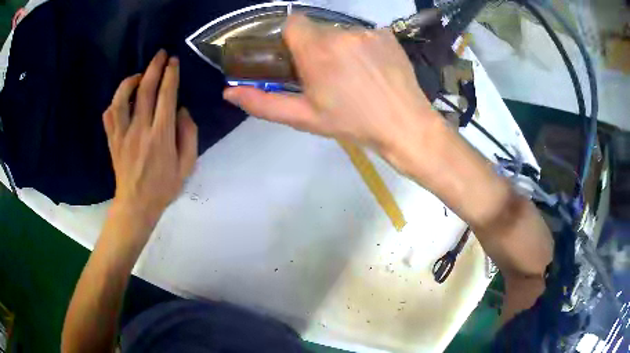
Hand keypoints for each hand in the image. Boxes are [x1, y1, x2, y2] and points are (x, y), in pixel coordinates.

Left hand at [103, 50, 197, 223]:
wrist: (136, 205)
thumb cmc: (164, 186)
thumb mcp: (187, 165)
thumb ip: (189, 134)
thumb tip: (181, 110)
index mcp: (161, 135)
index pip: (166, 96)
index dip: (170, 75)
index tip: (173, 61)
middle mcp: (140, 129)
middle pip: (145, 90)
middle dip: (154, 67)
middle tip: (160, 54)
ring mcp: (123, 134)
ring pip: (122, 99)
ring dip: (130, 81)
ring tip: (138, 75)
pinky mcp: (112, 140)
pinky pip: (109, 115)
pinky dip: (114, 102)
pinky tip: (122, 99)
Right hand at [223, 15, 444, 176]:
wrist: (405, 125)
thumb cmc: (352, 124)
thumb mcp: (304, 117)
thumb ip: (263, 103)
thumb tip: (228, 92)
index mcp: (318, 50)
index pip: (292, 22)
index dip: (290, 38)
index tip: (295, 58)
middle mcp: (342, 33)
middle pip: (316, 29)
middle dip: (314, 46)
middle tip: (325, 74)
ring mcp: (368, 31)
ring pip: (340, 31)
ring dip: (338, 47)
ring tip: (352, 75)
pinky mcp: (387, 34)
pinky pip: (363, 34)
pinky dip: (361, 46)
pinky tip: (371, 69)